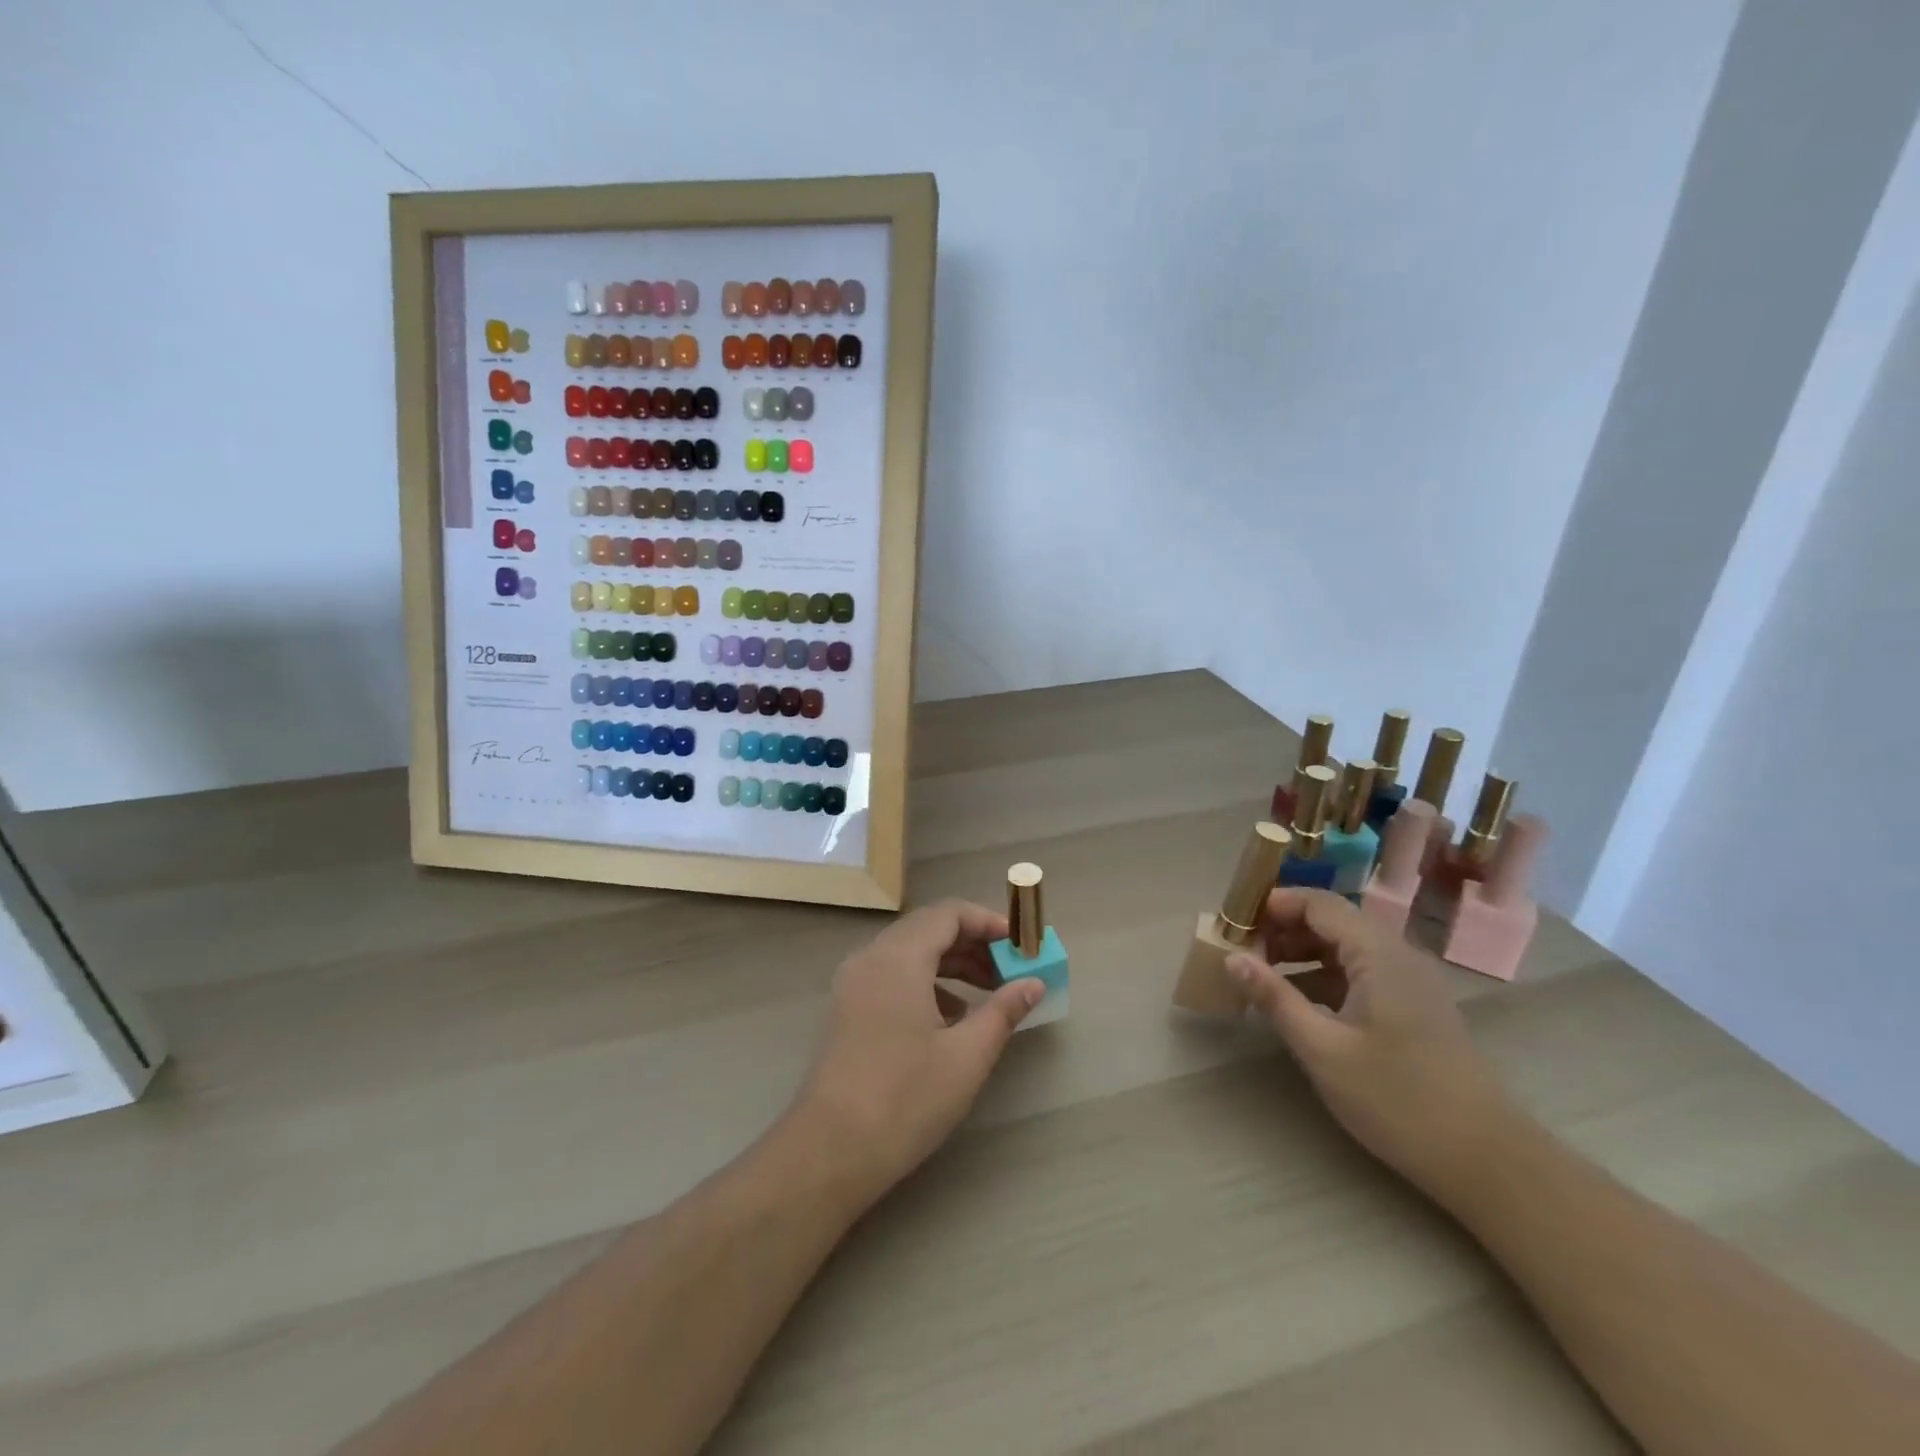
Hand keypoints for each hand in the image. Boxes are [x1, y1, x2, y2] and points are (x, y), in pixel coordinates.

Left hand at [791, 900, 1041, 1207]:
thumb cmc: (905, 1098)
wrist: (829, 1151)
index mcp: (899, 957)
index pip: (949, 913)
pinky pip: (892, 975)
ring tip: (989, 992)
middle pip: (928, 929)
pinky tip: (950, 1017)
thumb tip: (1032, 983)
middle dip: (972, 943)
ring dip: (951, 963)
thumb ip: (1003, 1011)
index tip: (1020, 944)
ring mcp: (853, 983)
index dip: (988, 922)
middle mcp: (871, 958)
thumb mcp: (967, 1056)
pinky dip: (926, 981)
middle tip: (1009, 969)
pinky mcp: (847, 1009)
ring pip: (909, 953)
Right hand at [1225, 888, 1515, 1197]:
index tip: (1231, 923)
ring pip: (1343, 947)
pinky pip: (1358, 972)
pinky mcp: (1411, 1006)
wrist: (1487, 1160)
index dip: (1272, 905)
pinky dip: (1322, 976)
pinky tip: (1297, 1002)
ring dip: (1299, 953)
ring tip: (1259, 976)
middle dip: (1281, 930)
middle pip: (1330, 921)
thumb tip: (1231, 958)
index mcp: (1379, 953)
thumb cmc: (1399, 1100)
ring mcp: (1408, 981)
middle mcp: (1397, 954)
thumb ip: (1275, 998)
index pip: (1318, 903)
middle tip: (1239, 953)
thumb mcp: (1323, 1049)